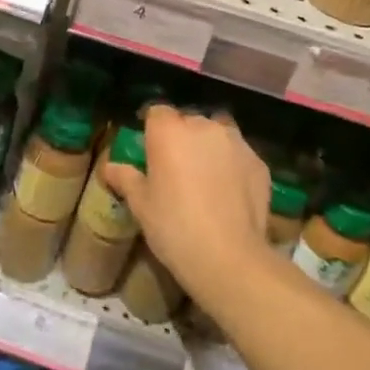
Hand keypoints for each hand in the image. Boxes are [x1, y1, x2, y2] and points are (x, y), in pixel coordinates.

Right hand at [101, 104, 274, 308]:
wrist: (229, 257)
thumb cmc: (174, 226)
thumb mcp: (141, 205)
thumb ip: (126, 178)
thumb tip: (109, 167)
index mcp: (169, 131)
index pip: (157, 112)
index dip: (152, 129)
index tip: (150, 150)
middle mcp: (204, 126)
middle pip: (189, 121)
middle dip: (182, 137)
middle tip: (176, 168)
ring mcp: (236, 142)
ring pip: (218, 133)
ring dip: (210, 147)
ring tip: (206, 176)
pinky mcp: (259, 162)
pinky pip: (240, 155)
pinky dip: (233, 165)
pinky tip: (229, 192)